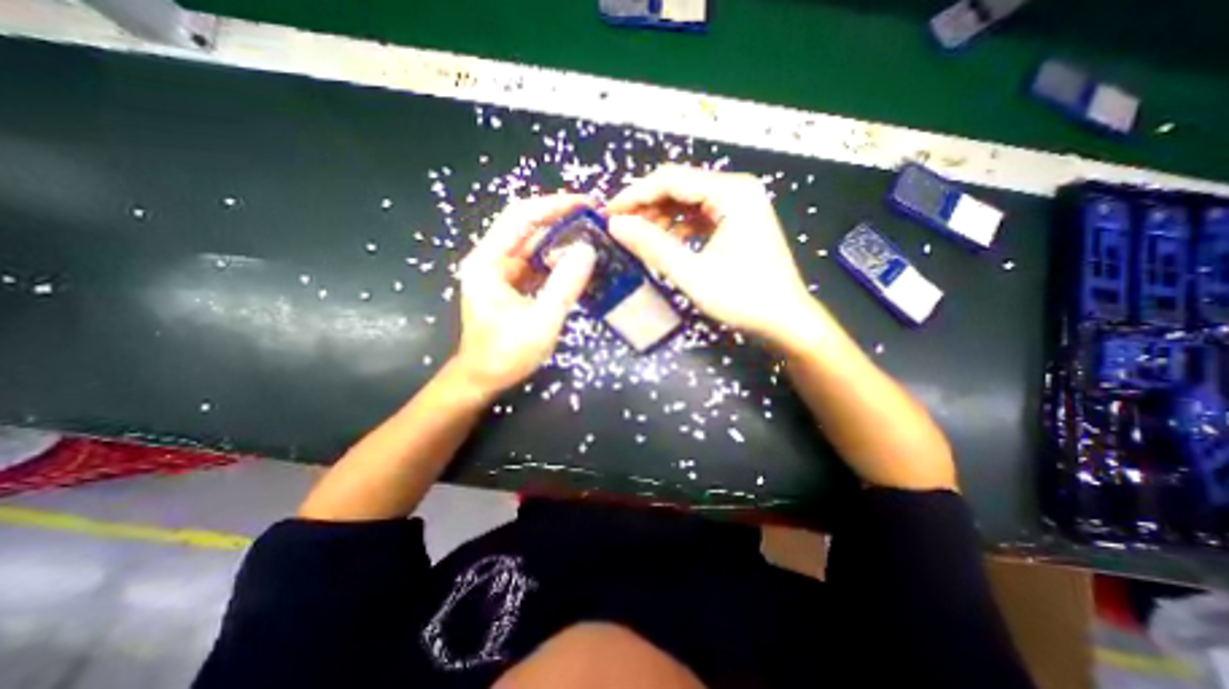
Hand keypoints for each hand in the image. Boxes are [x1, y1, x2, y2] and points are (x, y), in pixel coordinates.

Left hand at [456, 194, 600, 396]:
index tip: (587, 204)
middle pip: (527, 227)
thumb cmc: (506, 354)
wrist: (483, 378)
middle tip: (596, 218)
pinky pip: (536, 263)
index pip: (521, 217)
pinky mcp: (510, 284)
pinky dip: (557, 260)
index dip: (554, 205)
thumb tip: (588, 250)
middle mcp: (491, 259)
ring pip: (533, 245)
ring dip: (561, 239)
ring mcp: (500, 272)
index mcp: (488, 261)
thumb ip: (564, 286)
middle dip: (561, 219)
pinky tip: (578, 261)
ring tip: (593, 236)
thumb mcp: (541, 322)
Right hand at [603, 165, 813, 345]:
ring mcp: (739, 206)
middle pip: (679, 187)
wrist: (785, 321)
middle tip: (618, 227)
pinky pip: (699, 217)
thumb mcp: (692, 274)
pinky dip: (677, 228)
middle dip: (646, 206)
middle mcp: (737, 190)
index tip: (607, 214)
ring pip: (687, 202)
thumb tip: (616, 225)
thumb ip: (652, 247)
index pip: (671, 180)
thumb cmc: (744, 299)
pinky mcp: (737, 222)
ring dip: (660, 218)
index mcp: (731, 193)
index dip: (635, 195)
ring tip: (636, 237)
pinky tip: (663, 243)